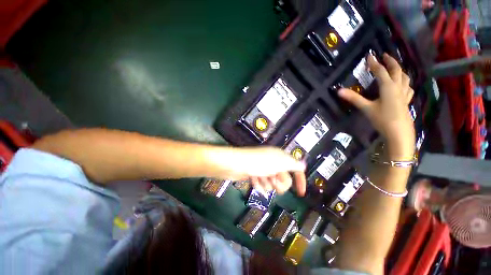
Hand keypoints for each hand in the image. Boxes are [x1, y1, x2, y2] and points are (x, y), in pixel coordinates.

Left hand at [212, 147, 306, 195]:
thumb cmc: (258, 163)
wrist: (235, 164)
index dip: (300, 179)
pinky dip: (258, 183)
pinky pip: (262, 184)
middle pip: (284, 179)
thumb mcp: (279, 162)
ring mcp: (263, 169)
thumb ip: (293, 164)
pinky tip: (253, 179)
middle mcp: (273, 162)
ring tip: (259, 177)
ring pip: (272, 184)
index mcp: (280, 157)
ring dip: (267, 183)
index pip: (296, 168)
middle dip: (279, 182)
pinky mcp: (255, 174)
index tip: (300, 193)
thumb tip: (303, 164)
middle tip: (272, 179)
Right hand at [338, 53, 414, 158]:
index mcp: (388, 87)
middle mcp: (398, 87)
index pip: (380, 71)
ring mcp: (404, 94)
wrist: (399, 132)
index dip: (374, 63)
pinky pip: (408, 87)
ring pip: (405, 78)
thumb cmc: (382, 119)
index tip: (370, 55)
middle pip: (396, 70)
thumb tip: (339, 91)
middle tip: (384, 56)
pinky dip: (406, 82)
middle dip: (390, 61)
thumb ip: (354, 98)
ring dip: (399, 70)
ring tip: (394, 68)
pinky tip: (404, 85)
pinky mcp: (406, 101)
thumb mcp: (366, 108)